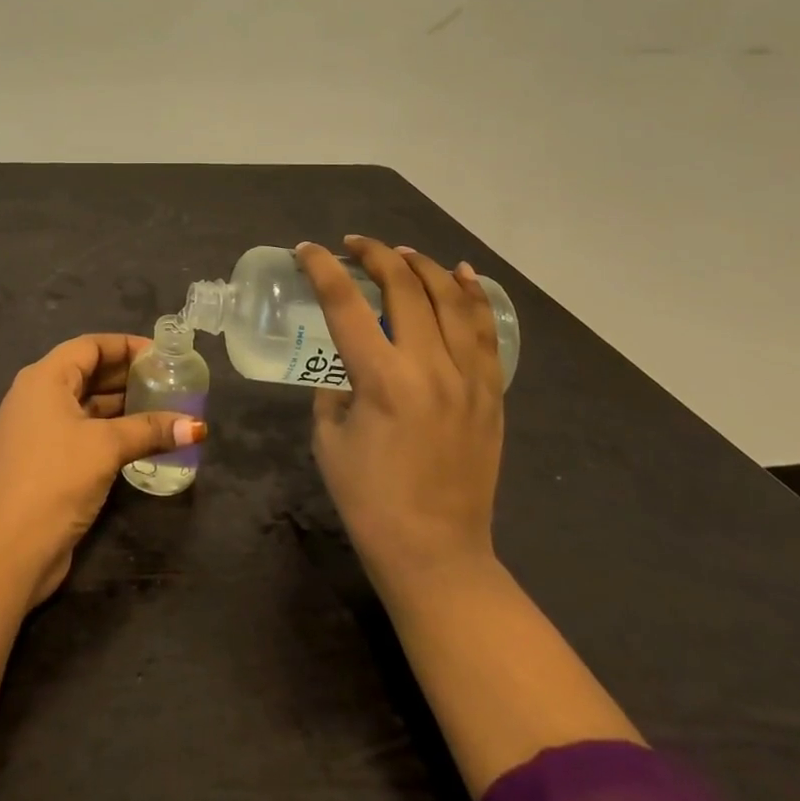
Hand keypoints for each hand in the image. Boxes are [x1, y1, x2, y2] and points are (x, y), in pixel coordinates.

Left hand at [0, 333, 207, 605]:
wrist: (9, 551)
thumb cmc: (56, 479)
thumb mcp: (107, 447)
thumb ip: (150, 429)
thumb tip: (197, 426)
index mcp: (44, 378)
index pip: (89, 346)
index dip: (125, 346)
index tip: (161, 354)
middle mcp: (36, 396)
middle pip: (87, 372)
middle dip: (126, 375)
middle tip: (167, 380)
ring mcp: (36, 430)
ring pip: (85, 404)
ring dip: (120, 405)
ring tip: (162, 407)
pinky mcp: (42, 460)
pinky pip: (80, 431)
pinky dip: (108, 430)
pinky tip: (139, 439)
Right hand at [299, 236, 504, 593]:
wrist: (437, 555)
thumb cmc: (370, 501)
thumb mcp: (330, 438)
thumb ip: (336, 390)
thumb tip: (350, 368)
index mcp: (382, 380)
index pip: (346, 304)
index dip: (323, 269)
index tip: (308, 250)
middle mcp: (430, 368)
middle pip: (405, 288)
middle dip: (376, 255)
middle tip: (354, 245)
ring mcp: (468, 379)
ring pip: (451, 300)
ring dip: (423, 266)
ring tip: (401, 252)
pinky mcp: (491, 394)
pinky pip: (485, 332)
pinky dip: (472, 296)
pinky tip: (461, 274)